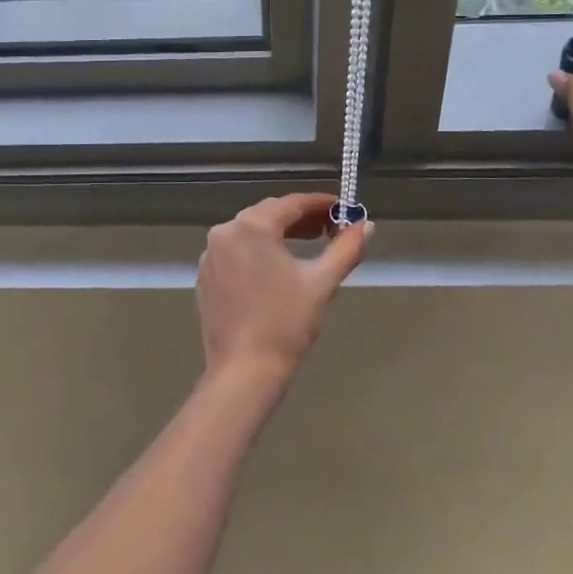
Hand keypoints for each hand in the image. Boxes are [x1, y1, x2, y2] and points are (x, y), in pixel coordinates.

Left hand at [197, 194, 368, 385]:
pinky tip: (276, 269)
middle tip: (329, 229)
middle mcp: (225, 232)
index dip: (320, 204)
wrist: (244, 370)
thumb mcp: (321, 282)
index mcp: (252, 226)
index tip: (343, 209)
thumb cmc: (286, 323)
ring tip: (307, 246)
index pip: (292, 203)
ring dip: (278, 234)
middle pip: (268, 214)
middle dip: (300, 218)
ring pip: (250, 232)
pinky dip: (257, 252)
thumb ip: (346, 248)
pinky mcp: (206, 276)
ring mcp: (211, 254)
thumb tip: (366, 225)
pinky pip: (235, 252)